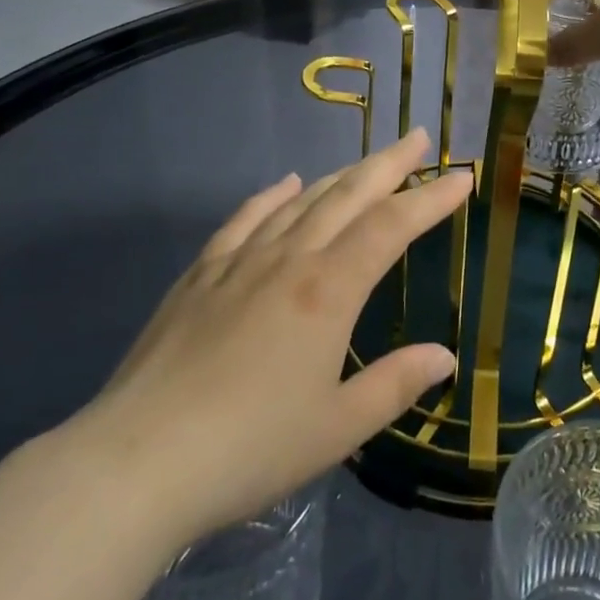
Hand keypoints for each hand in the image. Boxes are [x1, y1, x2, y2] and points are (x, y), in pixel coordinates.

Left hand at [68, 129, 469, 549]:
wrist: (137, 462)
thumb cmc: (249, 449)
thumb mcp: (336, 429)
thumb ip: (395, 385)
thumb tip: (443, 355)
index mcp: (328, 290)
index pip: (392, 226)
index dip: (431, 198)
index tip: (462, 176)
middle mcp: (289, 258)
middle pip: (349, 194)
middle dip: (389, 163)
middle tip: (418, 138)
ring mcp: (241, 260)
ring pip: (302, 200)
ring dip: (340, 175)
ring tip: (367, 162)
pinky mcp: (201, 274)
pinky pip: (245, 218)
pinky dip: (271, 195)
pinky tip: (285, 185)